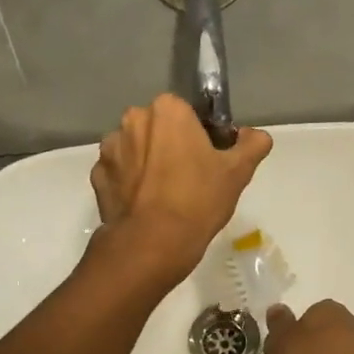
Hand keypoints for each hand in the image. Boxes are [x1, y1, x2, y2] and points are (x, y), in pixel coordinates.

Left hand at [90, 94, 272, 282]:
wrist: (153, 243)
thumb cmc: (198, 199)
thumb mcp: (238, 172)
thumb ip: (252, 145)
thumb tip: (256, 135)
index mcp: (167, 110)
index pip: (187, 113)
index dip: (200, 135)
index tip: (209, 159)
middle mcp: (133, 120)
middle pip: (159, 128)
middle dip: (171, 145)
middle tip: (190, 178)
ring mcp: (110, 149)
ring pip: (136, 149)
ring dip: (147, 163)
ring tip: (165, 195)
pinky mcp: (97, 177)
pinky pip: (119, 173)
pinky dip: (129, 184)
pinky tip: (145, 205)